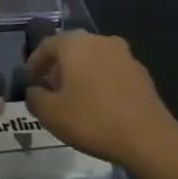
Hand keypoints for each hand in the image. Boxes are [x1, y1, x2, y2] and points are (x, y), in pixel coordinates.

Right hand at [25, 31, 175, 165]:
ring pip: (93, 60)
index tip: (29, 82)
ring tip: (75, 99)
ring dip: (81, 74)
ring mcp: (124, 55)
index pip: (46, 46)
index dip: (34, 64)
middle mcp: (99, 40)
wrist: (148, 138)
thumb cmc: (92, 119)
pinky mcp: (141, 73)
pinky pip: (111, 72)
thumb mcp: (50, 114)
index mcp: (74, 43)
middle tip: (50, 90)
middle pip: (71, 50)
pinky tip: (99, 105)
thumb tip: (34, 91)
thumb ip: (34, 98)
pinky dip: (101, 82)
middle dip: (58, 68)